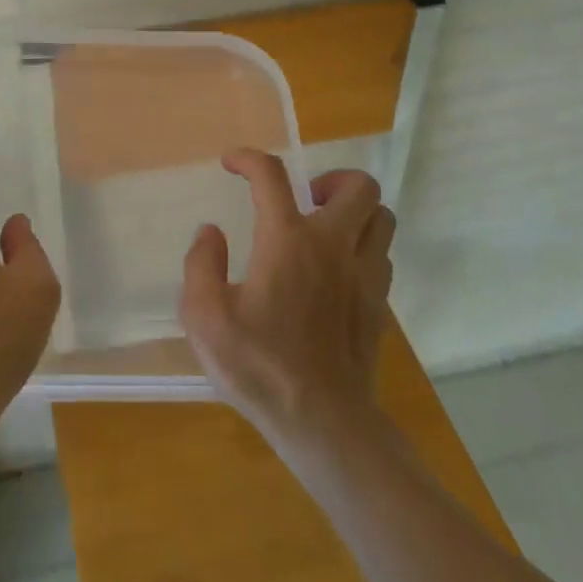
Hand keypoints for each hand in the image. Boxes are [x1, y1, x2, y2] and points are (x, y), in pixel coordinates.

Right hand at [178, 150, 395, 447]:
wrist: (324, 423)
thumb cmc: (259, 367)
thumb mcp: (205, 318)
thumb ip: (200, 266)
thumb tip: (210, 233)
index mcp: (287, 241)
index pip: (272, 176)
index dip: (249, 158)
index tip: (232, 163)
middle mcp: (333, 246)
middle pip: (358, 186)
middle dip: (330, 179)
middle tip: (301, 200)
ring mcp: (365, 275)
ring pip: (381, 217)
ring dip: (354, 212)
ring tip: (322, 230)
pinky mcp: (379, 304)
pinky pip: (382, 254)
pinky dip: (362, 247)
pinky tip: (335, 270)